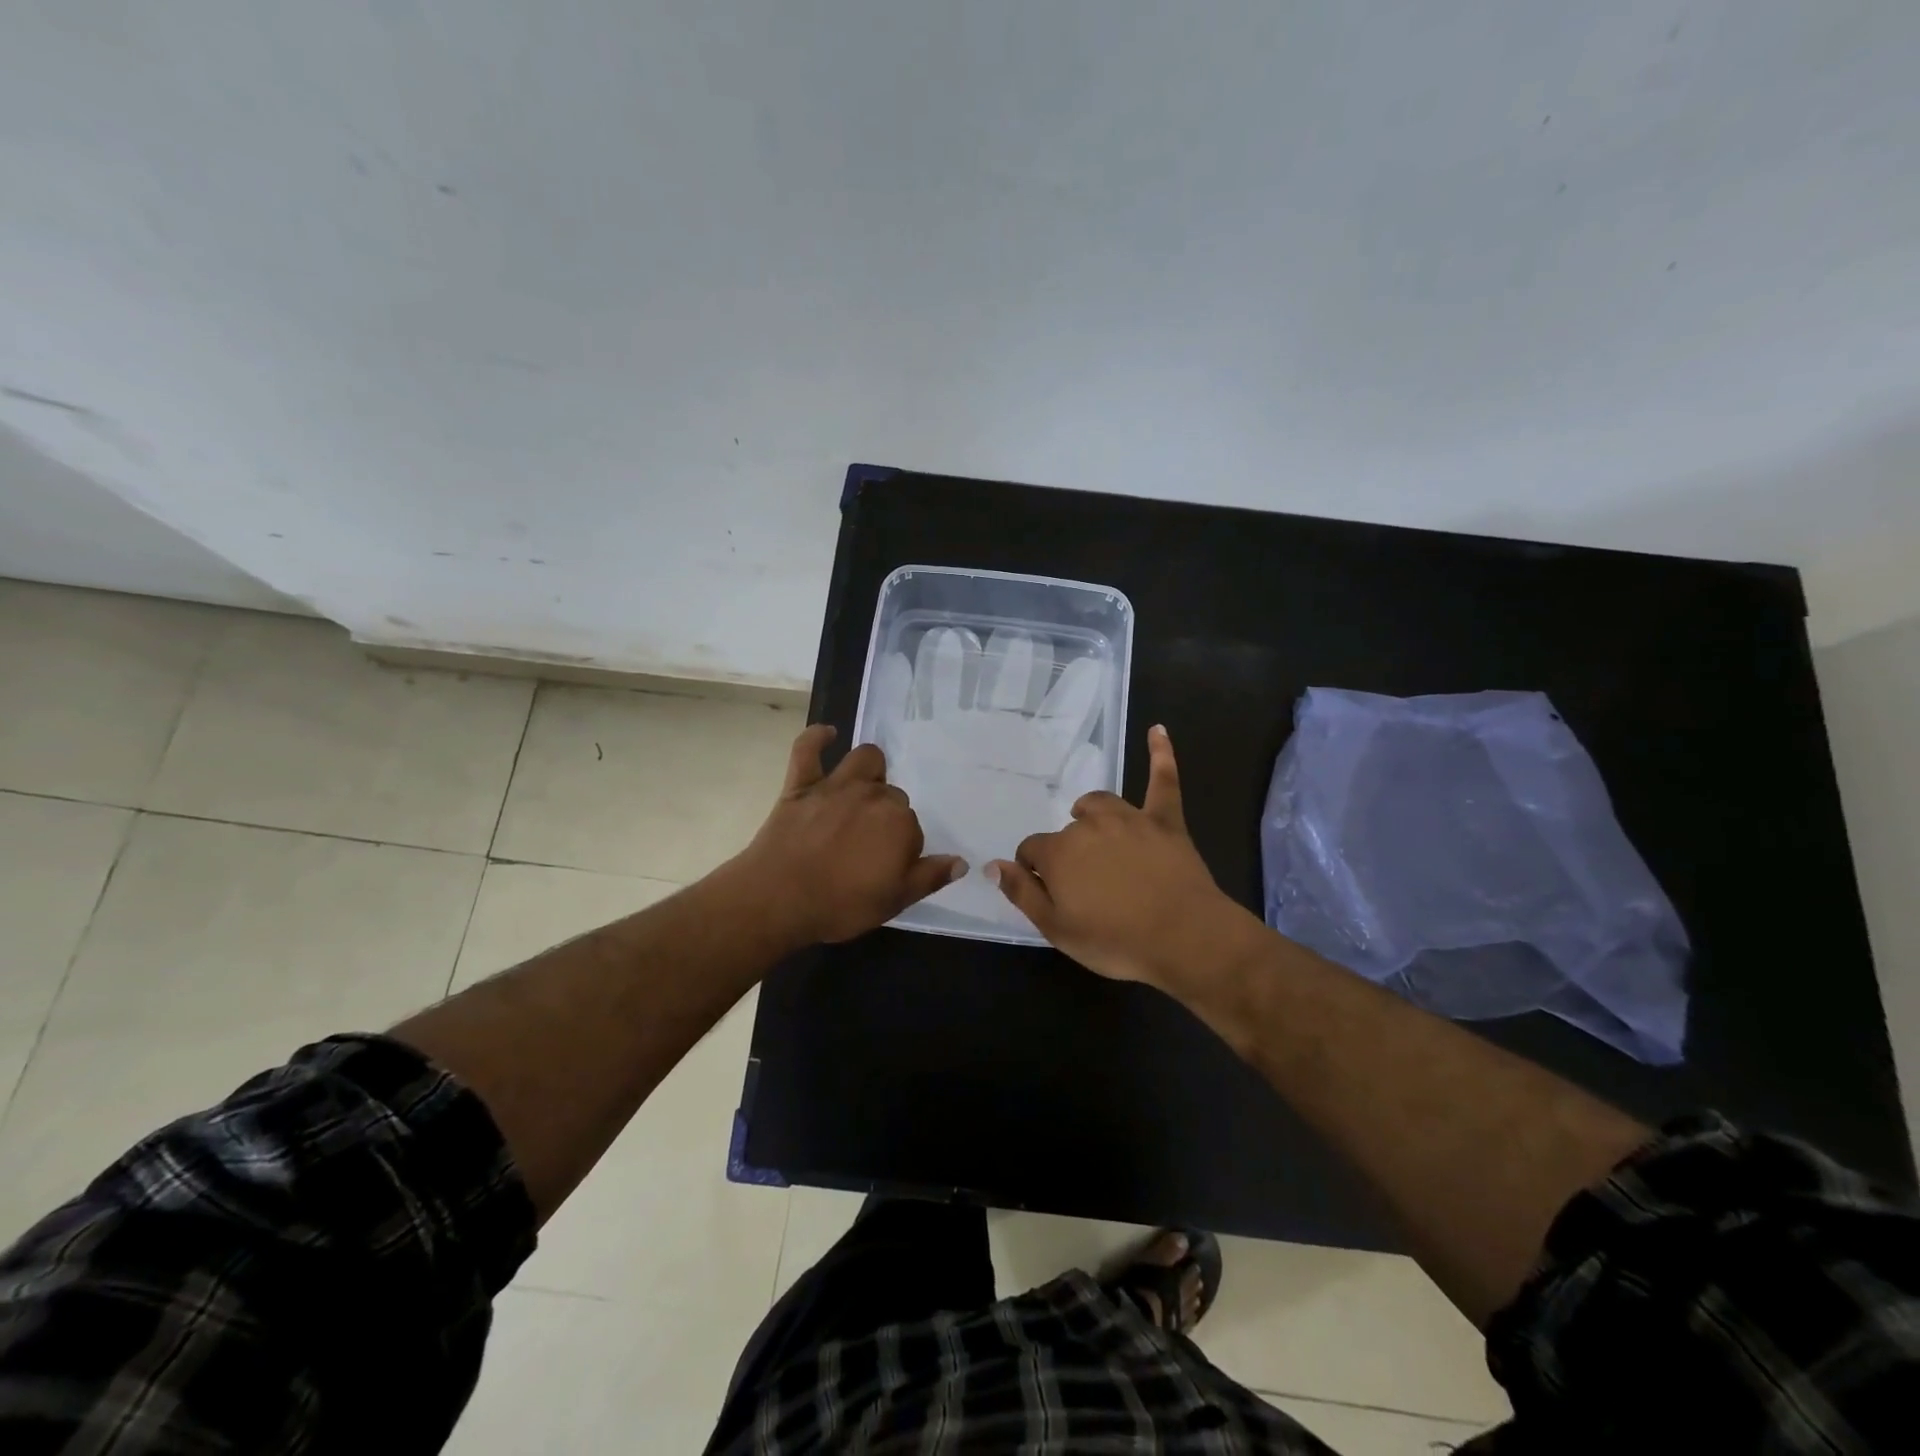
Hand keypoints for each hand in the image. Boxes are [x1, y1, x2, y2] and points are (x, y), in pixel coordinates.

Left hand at [732, 725, 964, 945]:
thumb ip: (929, 877)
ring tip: (864, 788)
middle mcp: (873, 796)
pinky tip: (828, 734)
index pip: (913, 830)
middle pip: (891, 796)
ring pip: (865, 760)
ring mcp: (836, 786)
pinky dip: (818, 738)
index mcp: (899, 823)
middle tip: (869, 845)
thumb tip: (961, 862)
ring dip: (870, 770)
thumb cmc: (840, 905)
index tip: (886, 868)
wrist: (777, 900)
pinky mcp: (801, 785)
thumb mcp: (894, 901)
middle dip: (887, 816)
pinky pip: (808, 749)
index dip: (902, 849)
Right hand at [986, 725, 1261, 993]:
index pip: (1031, 850)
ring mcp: (1129, 819)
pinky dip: (1160, 754)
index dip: (1033, 870)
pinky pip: (1162, 780)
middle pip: (1067, 831)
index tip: (1046, 890)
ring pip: (1101, 804)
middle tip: (1083, 885)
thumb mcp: (1057, 929)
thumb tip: (991, 865)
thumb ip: (1022, 893)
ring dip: (1092, 813)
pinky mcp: (1165, 820)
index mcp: (1059, 852)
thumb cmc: (1116, 941)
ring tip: (1092, 825)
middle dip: (1067, 853)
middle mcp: (1089, 826)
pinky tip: (1157, 730)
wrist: (1185, 939)